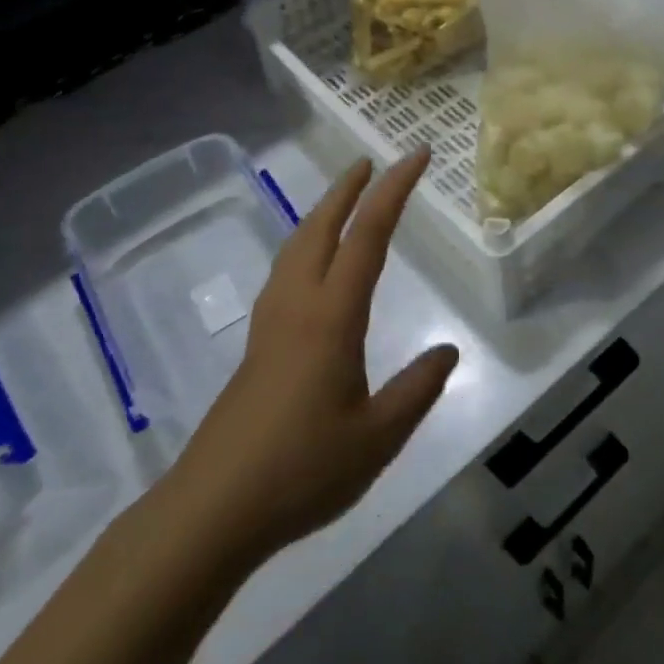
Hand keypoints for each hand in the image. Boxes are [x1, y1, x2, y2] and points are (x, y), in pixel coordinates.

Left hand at [167, 151, 459, 566]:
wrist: (215, 508)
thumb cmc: (303, 470)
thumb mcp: (379, 437)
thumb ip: (417, 389)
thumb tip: (448, 351)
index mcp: (332, 316)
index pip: (369, 236)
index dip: (395, 191)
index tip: (417, 156)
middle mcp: (297, 305)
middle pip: (321, 226)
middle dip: (348, 189)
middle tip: (372, 163)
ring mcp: (270, 323)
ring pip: (295, 246)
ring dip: (322, 212)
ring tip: (343, 200)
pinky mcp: (257, 345)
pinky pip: (284, 271)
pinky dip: (304, 244)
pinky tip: (310, 265)